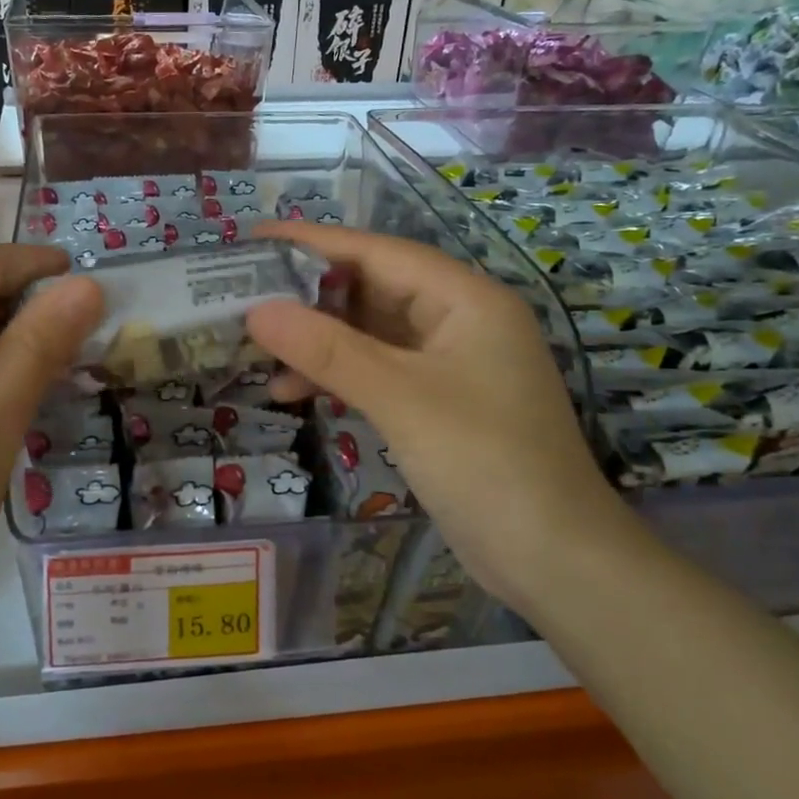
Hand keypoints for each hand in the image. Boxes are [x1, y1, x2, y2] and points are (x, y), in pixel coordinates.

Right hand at [247, 223, 620, 601]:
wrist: (554, 560)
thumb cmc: (484, 463)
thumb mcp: (400, 398)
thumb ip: (327, 350)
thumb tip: (256, 310)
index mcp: (465, 299)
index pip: (378, 252)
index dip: (313, 242)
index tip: (254, 238)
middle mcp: (459, 320)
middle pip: (372, 289)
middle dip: (308, 295)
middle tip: (244, 296)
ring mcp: (450, 363)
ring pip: (370, 333)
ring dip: (318, 342)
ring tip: (258, 351)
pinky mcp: (438, 401)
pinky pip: (378, 370)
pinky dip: (337, 376)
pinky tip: (293, 392)